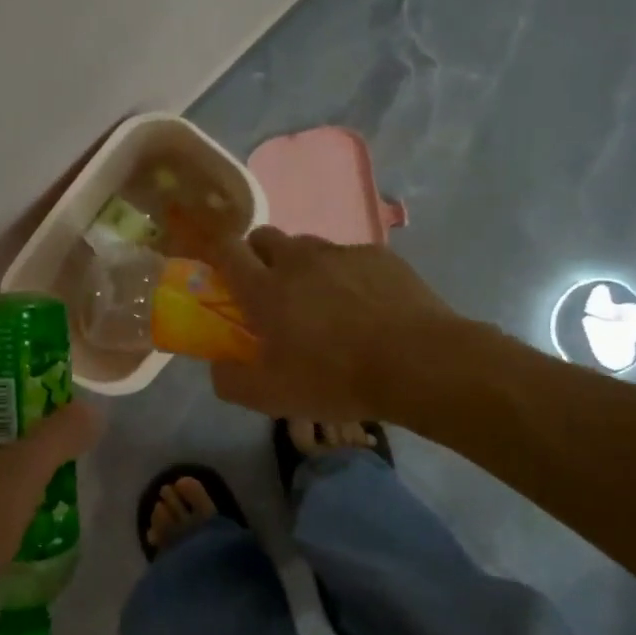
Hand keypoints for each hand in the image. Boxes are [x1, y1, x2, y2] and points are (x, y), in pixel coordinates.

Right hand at [188, 226, 457, 420]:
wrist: (419, 363)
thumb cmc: (336, 379)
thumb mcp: (271, 397)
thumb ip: (230, 381)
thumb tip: (217, 366)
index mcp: (265, 288)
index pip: (226, 251)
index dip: (217, 254)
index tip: (219, 271)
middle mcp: (298, 260)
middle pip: (264, 237)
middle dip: (258, 256)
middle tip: (269, 290)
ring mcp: (340, 254)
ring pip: (307, 245)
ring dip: (301, 265)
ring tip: (320, 300)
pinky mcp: (378, 256)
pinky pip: (348, 256)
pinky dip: (344, 274)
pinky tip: (363, 305)